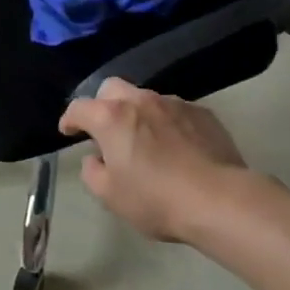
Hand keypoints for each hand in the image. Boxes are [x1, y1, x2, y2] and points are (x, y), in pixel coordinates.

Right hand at [58, 79, 275, 243]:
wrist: (221, 200)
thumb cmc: (157, 199)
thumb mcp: (111, 196)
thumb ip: (93, 172)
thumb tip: (95, 159)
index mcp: (111, 117)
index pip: (79, 107)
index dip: (70, 119)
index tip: (68, 131)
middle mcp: (140, 101)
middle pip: (112, 88)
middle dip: (103, 104)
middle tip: (106, 130)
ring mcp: (174, 103)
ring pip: (146, 98)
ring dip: (138, 114)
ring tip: (146, 140)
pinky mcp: (203, 113)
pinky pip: (176, 111)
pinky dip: (168, 123)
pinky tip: (177, 146)